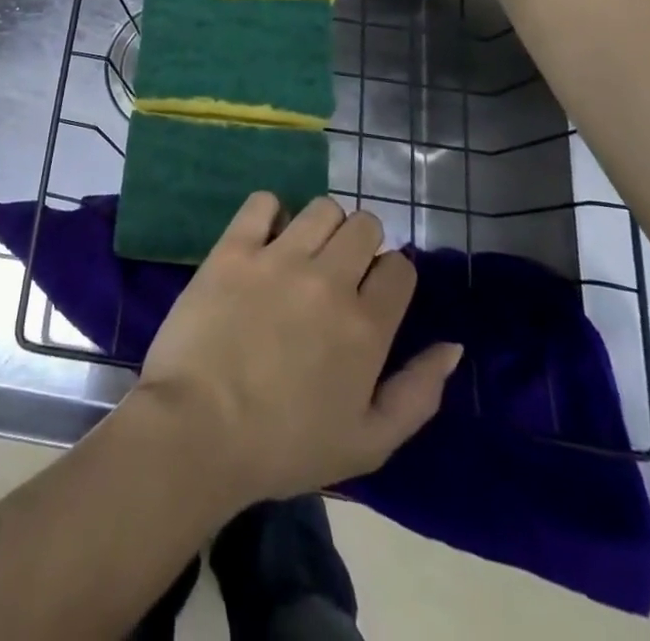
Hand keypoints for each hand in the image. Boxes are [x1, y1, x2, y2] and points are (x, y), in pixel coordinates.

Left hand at [130, 194, 462, 509]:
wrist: (198, 430)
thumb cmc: (284, 446)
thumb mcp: (369, 444)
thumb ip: (418, 393)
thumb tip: (451, 346)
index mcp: (366, 326)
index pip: (401, 267)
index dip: (392, 277)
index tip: (374, 295)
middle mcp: (328, 280)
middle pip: (365, 226)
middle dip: (362, 244)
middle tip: (340, 272)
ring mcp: (278, 258)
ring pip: (322, 208)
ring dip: (322, 226)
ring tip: (304, 253)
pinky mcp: (234, 248)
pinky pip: (263, 202)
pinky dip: (270, 212)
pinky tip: (265, 238)